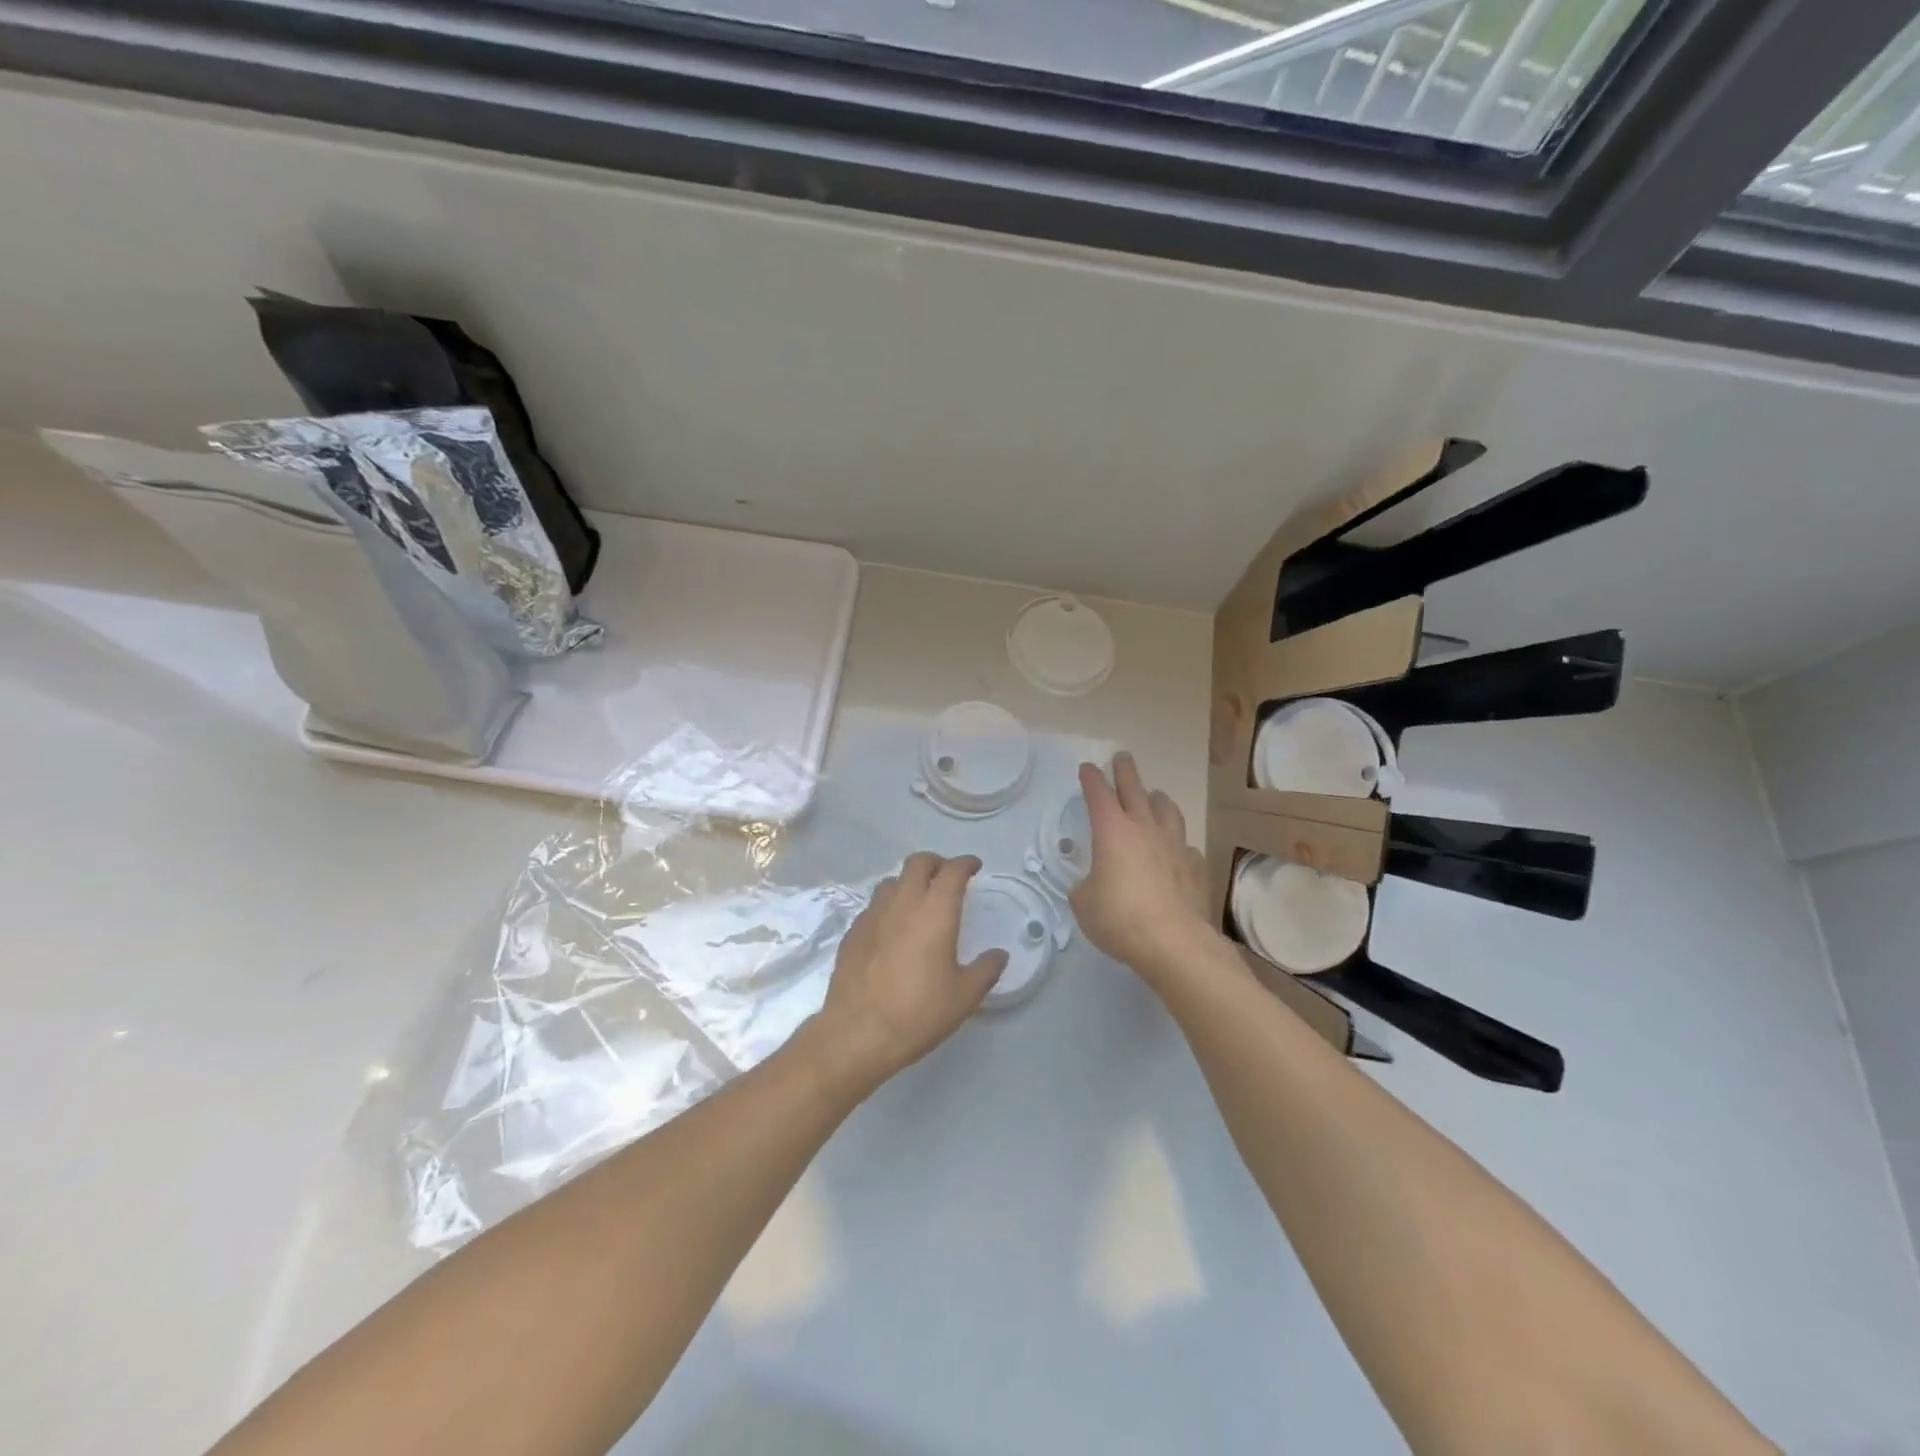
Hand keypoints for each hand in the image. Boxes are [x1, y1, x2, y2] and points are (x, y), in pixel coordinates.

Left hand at [810, 852, 1007, 1092]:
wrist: (857, 1033)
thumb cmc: (918, 1012)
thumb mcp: (964, 996)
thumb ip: (986, 970)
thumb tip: (999, 955)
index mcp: (935, 911)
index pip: (953, 871)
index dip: (965, 863)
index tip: (974, 867)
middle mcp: (903, 903)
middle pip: (917, 863)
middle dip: (936, 863)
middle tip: (947, 878)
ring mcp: (873, 915)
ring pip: (892, 881)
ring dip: (909, 882)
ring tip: (919, 902)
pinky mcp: (852, 932)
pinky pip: (874, 906)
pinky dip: (888, 907)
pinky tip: (892, 930)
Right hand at [1070, 753, 1217, 982]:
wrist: (1174, 942)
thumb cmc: (1119, 918)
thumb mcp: (1084, 904)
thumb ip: (1085, 887)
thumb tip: (1092, 884)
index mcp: (1112, 831)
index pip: (1099, 794)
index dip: (1091, 779)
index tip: (1088, 768)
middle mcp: (1145, 828)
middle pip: (1135, 789)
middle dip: (1126, 771)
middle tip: (1122, 757)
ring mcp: (1175, 845)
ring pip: (1167, 810)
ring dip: (1157, 800)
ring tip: (1154, 797)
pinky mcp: (1196, 867)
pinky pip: (1186, 846)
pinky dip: (1177, 843)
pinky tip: (1177, 851)